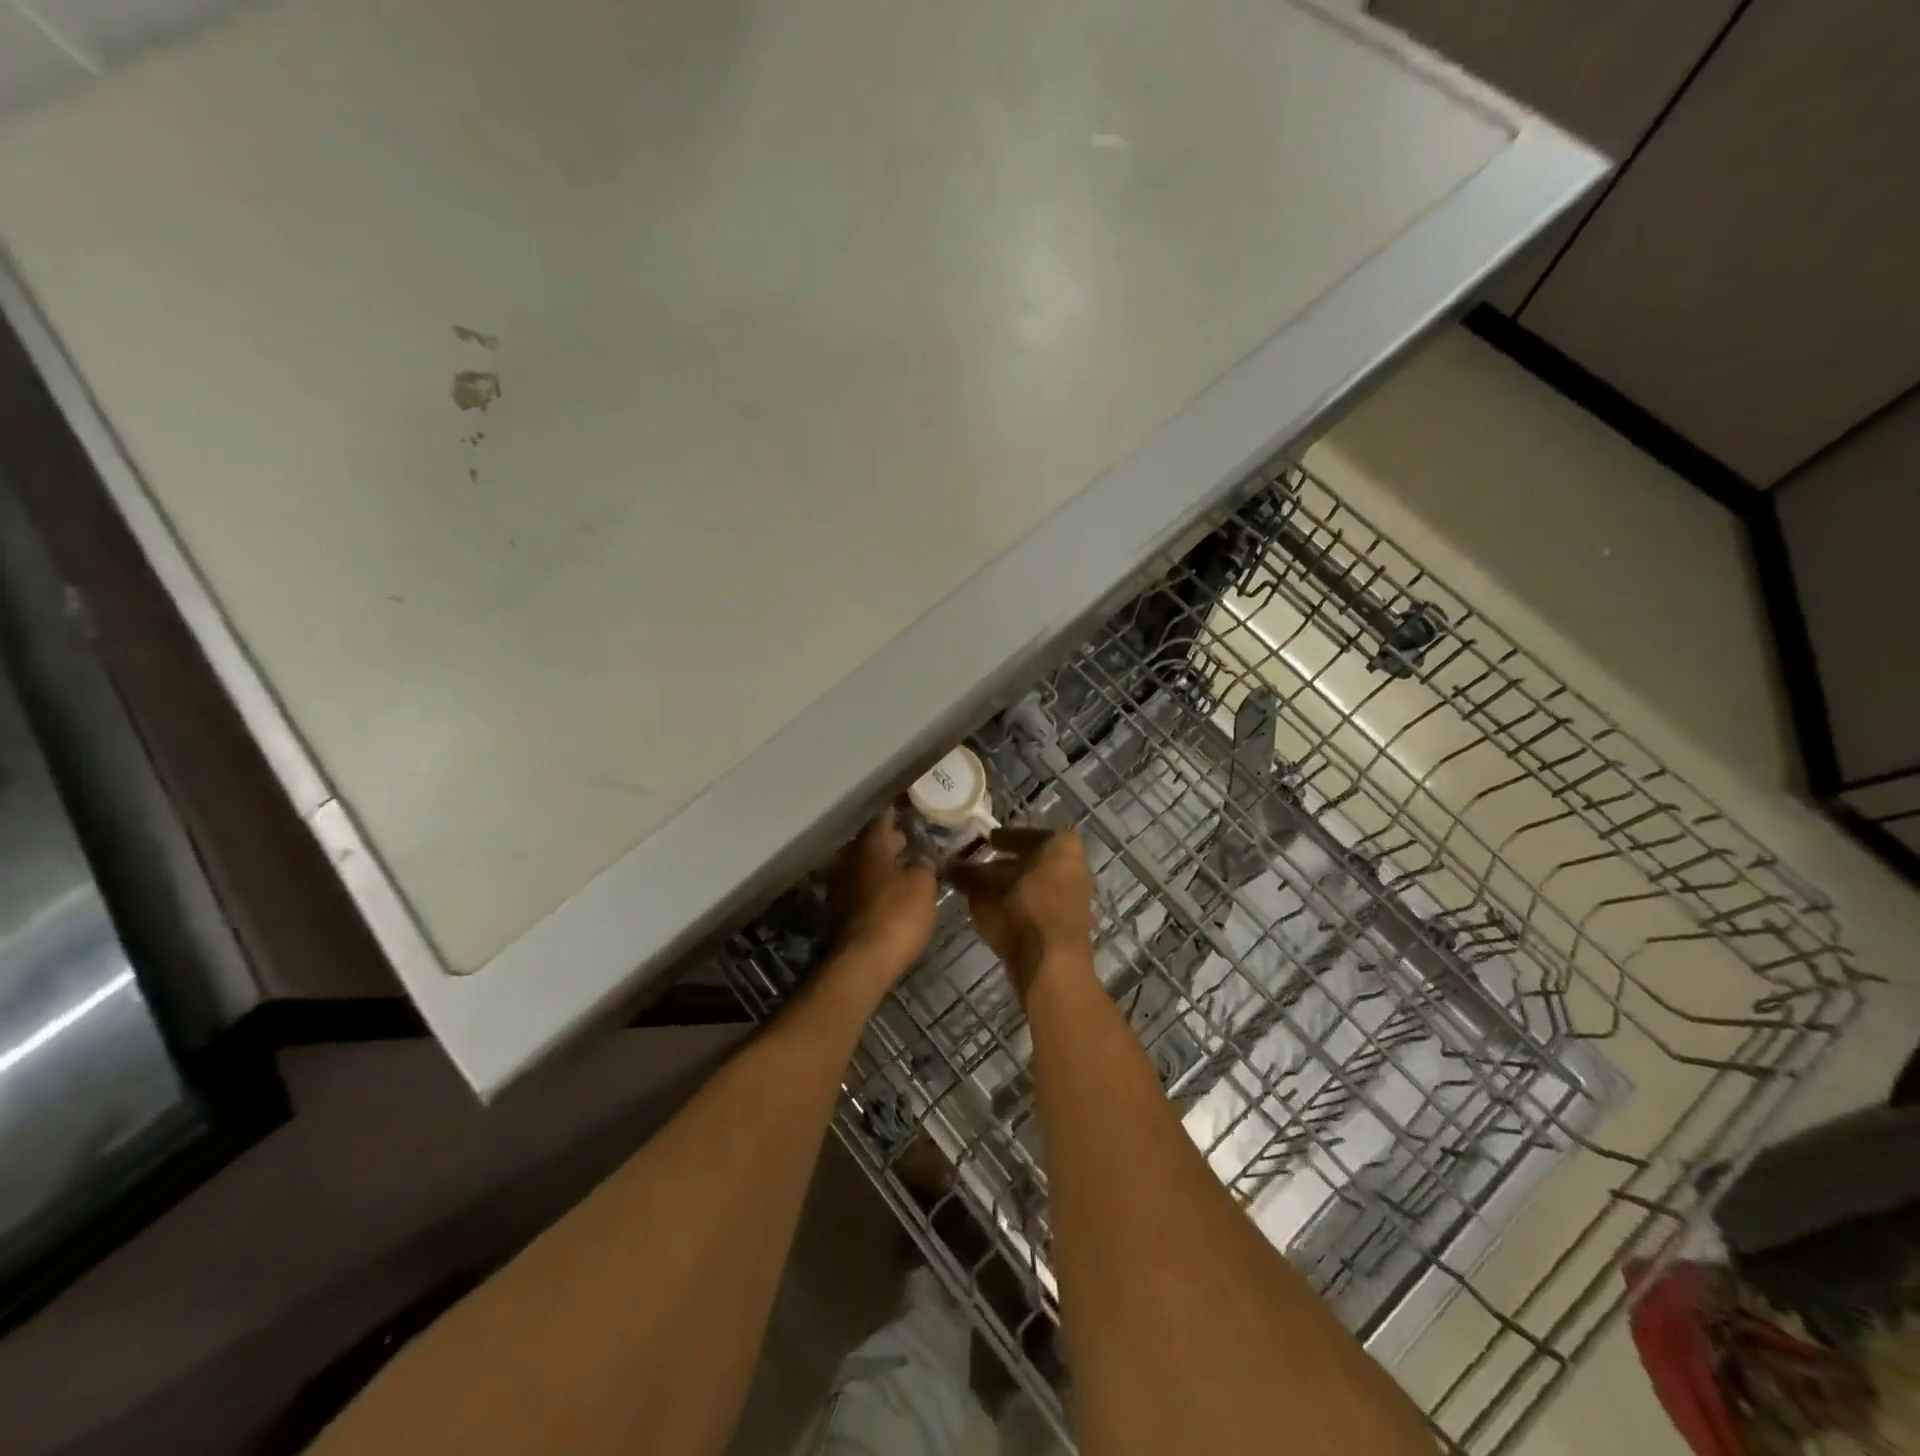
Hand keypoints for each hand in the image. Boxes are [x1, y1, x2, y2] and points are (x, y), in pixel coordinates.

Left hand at [825, 808, 937, 993]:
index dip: (896, 811)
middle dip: (889, 841)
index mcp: (869, 848)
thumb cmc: (896, 915)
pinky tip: (893, 895)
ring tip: (906, 868)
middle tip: (909, 839)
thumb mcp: (923, 886)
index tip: (906, 804)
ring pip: (865, 868)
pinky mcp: (841, 914)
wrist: (861, 963)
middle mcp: (849, 862)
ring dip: (883, 866)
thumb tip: (921, 860)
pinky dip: (877, 887)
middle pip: (870, 844)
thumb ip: (924, 866)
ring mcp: (840, 889)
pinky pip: (862, 890)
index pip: (882, 818)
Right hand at [947, 827, 1095, 996]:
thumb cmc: (1020, 911)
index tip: (986, 842)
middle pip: (1035, 859)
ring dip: (1013, 886)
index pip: (1027, 834)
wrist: (1050, 965)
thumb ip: (966, 872)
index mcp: (1061, 846)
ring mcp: (1077, 897)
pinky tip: (999, 912)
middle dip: (1007, 864)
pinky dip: (1022, 904)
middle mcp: (1076, 866)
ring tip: (983, 892)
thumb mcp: (983, 888)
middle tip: (981, 866)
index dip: (1003, 838)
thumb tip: (948, 863)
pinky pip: (1042, 905)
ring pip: (1038, 884)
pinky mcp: (1071, 924)